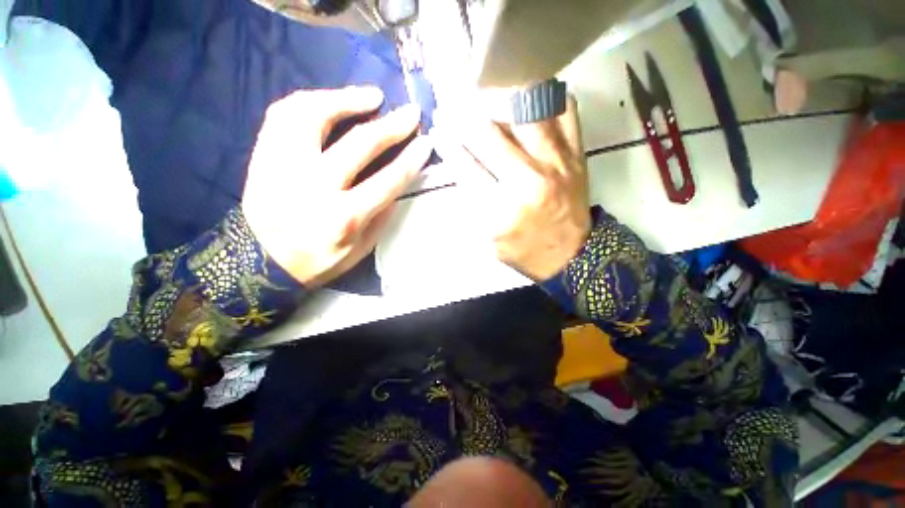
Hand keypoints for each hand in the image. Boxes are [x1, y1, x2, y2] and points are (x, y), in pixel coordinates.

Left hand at [242, 86, 431, 287]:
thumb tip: (398, 183)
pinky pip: (284, 115)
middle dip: (391, 126)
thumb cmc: (319, 260)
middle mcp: (314, 187)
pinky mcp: (263, 155)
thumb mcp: (361, 248)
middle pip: (359, 145)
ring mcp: (283, 166)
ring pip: (314, 116)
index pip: (387, 181)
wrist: (260, 262)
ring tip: (371, 96)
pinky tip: (331, 100)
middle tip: (409, 114)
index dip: (410, 160)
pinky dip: (311, 101)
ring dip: (348, 100)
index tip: (425, 143)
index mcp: (344, 217)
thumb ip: (381, 216)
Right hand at [447, 96, 589, 280]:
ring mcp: (557, 162)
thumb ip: (472, 200)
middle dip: (462, 118)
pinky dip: (544, 98)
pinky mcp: (576, 154)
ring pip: (526, 111)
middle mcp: (530, 180)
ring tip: (486, 96)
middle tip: (452, 108)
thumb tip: (459, 162)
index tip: (438, 130)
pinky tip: (527, 100)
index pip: (466, 166)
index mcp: (503, 208)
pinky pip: (564, 110)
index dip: (448, 144)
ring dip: (498, 100)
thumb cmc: (524, 250)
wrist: (570, 256)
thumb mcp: (488, 236)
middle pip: (488, 134)